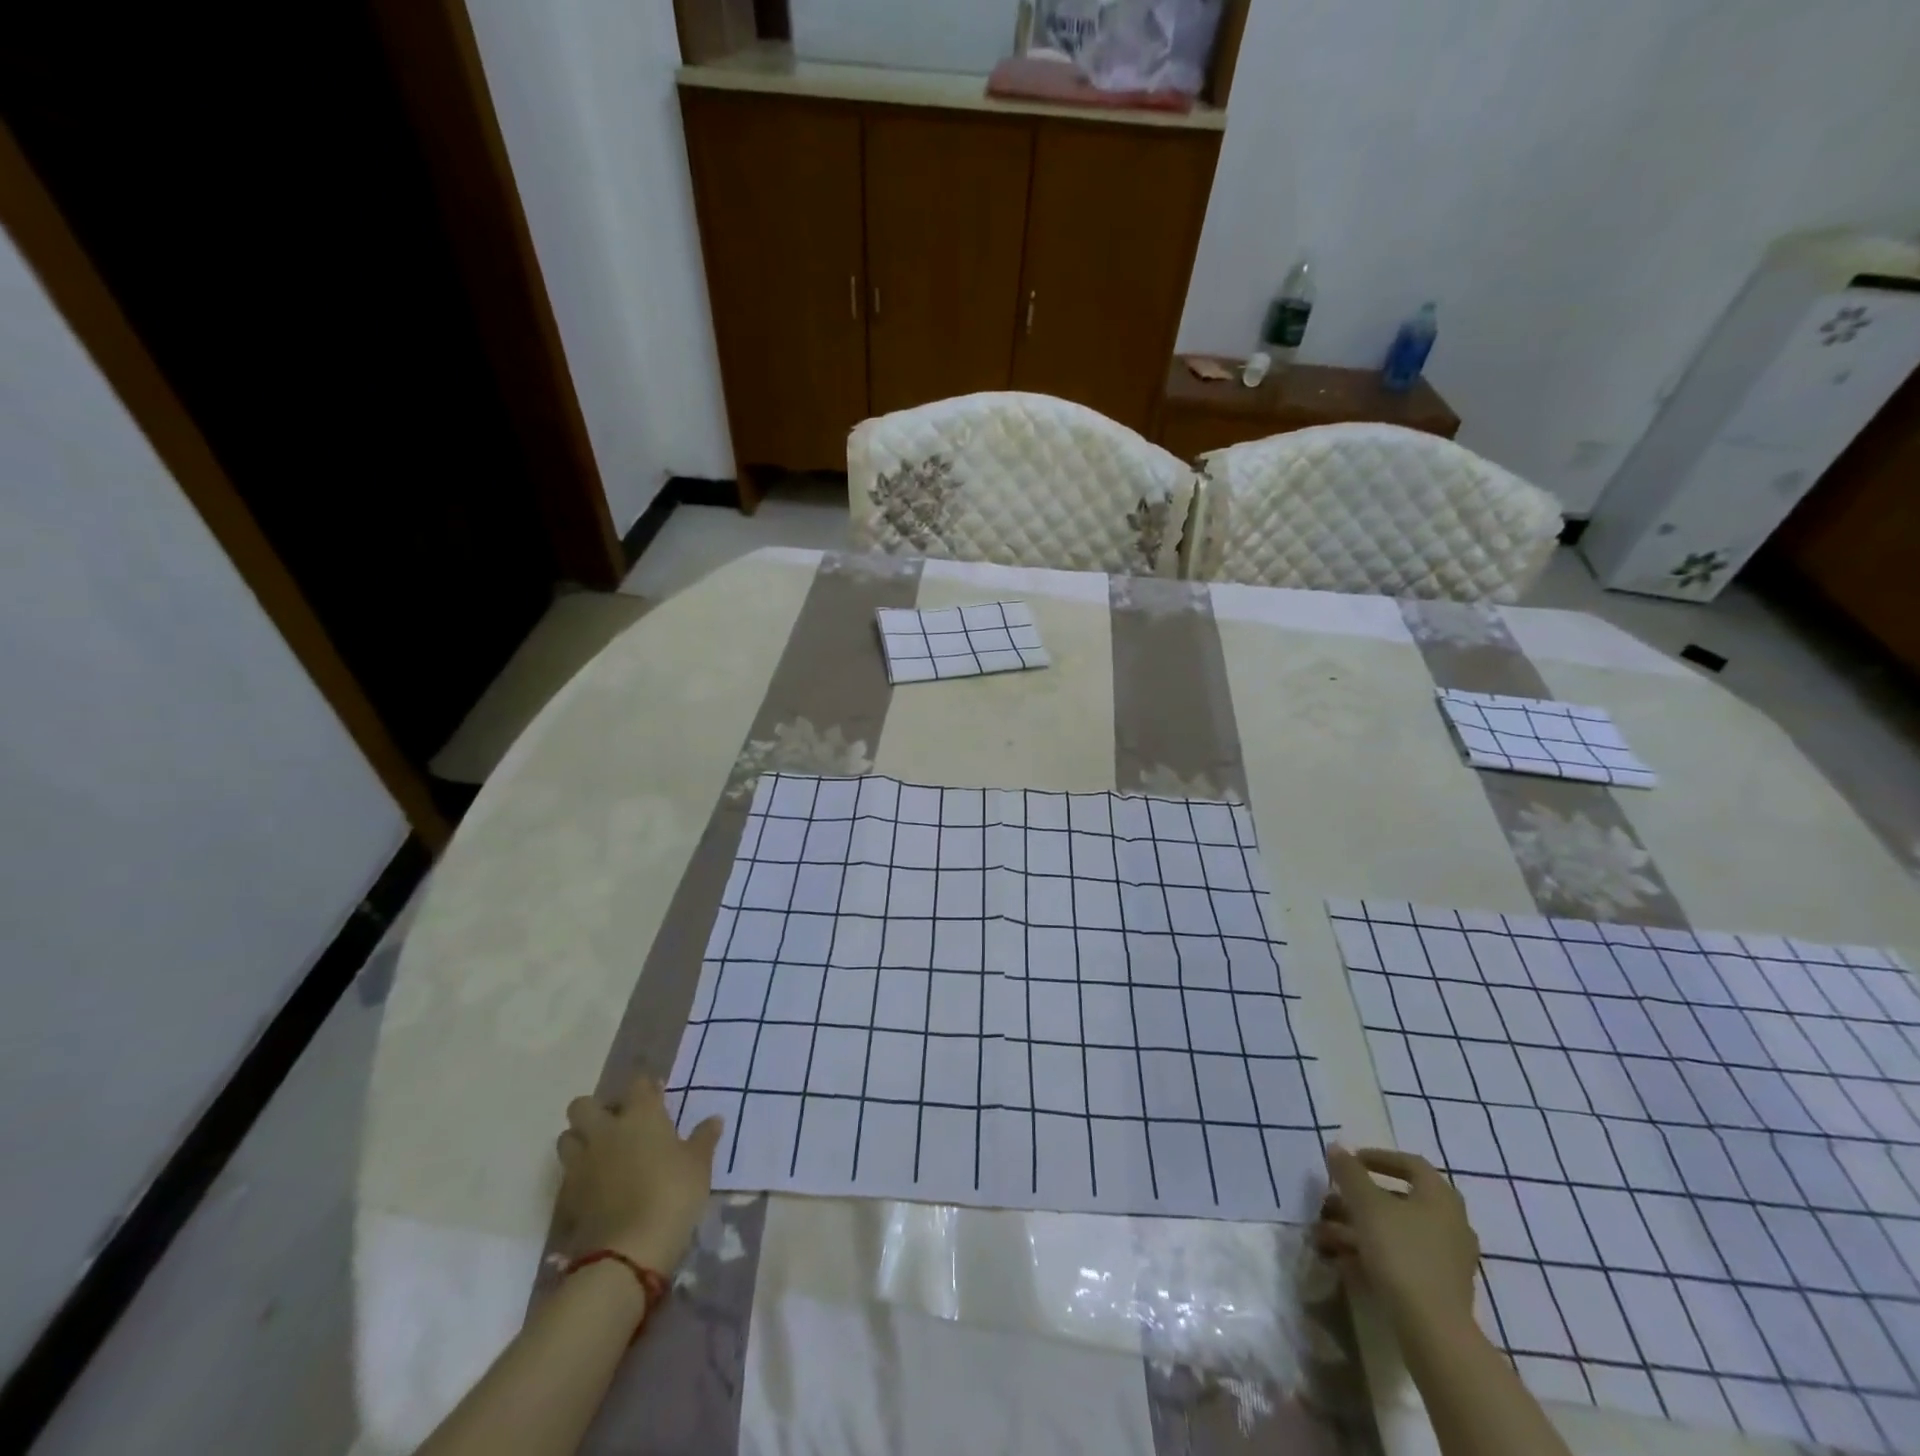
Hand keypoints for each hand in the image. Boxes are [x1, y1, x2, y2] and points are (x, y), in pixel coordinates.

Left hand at [557, 1075, 723, 1271]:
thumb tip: (714, 1119)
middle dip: (596, 1110)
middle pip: (583, 1105)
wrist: (629, 1251)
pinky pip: (566, 1173)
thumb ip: (704, 1138)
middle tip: (618, 1125)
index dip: (646, 1088)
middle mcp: (605, 1131)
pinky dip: (577, 1174)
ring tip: (602, 1154)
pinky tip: (596, 1186)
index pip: (637, 1083)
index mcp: (640, 1115)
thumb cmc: (672, 1194)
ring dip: (580, 1140)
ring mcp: (581, 1163)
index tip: (657, 1097)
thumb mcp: (699, 1165)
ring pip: (566, 1137)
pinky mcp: (567, 1196)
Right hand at [1314, 1145, 1479, 1342]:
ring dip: (1360, 1228)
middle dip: (1360, 1199)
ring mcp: (1448, 1259)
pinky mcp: (1441, 1288)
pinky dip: (1374, 1254)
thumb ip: (1349, 1173)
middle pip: (1400, 1201)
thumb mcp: (1366, 1204)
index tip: (1351, 1161)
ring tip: (1326, 1234)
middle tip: (1334, 1199)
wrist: (1433, 1329)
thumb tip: (1337, 1148)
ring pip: (1397, 1232)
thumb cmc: (1401, 1252)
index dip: (1378, 1157)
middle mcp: (1451, 1224)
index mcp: (1441, 1198)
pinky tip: (1344, 1261)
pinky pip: (1403, 1258)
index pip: (1411, 1164)